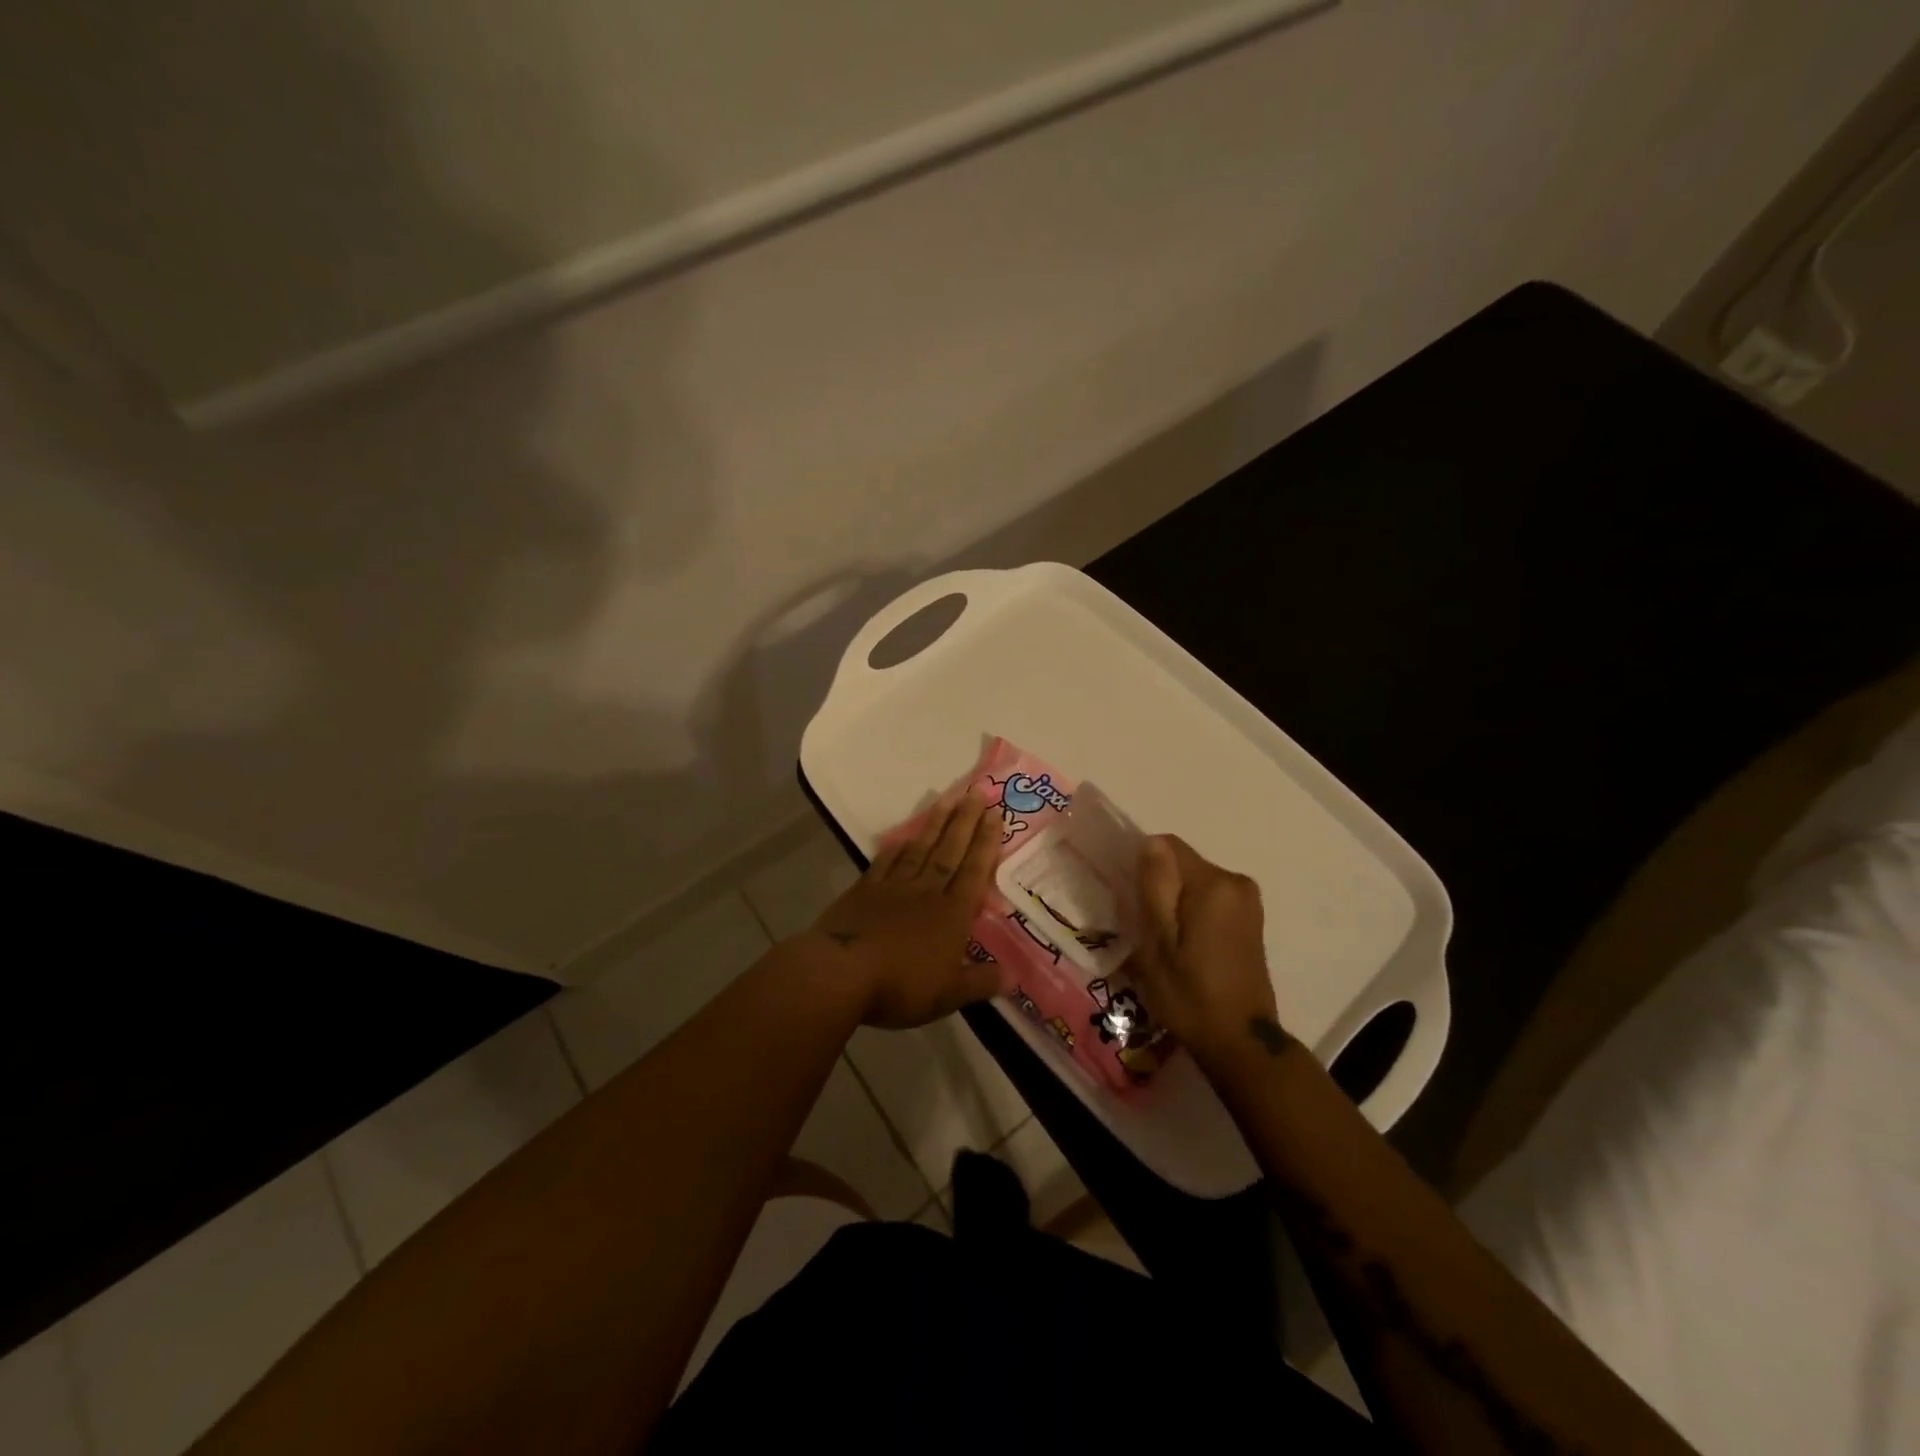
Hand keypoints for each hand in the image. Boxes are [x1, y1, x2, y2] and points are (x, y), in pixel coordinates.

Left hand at [808, 790, 1002, 1028]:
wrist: (841, 973)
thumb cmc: (901, 986)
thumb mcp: (949, 995)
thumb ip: (980, 982)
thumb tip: (1013, 977)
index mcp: (951, 915)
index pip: (974, 872)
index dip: (986, 843)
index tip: (995, 814)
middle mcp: (926, 892)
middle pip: (950, 851)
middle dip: (965, 822)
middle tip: (977, 792)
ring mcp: (893, 887)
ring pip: (920, 849)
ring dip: (935, 824)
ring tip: (948, 799)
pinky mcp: (864, 891)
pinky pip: (885, 862)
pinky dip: (896, 848)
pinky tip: (902, 836)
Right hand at [1129, 835, 1284, 1065]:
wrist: (1240, 1042)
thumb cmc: (1189, 994)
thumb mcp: (1157, 942)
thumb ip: (1154, 887)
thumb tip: (1149, 842)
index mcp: (1214, 883)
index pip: (1166, 846)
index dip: (1141, 864)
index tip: (1127, 896)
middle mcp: (1236, 882)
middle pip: (1181, 863)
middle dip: (1158, 885)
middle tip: (1141, 925)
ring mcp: (1247, 901)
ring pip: (1193, 882)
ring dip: (1173, 900)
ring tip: (1160, 939)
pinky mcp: (1250, 919)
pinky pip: (1209, 898)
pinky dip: (1190, 911)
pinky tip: (1182, 944)